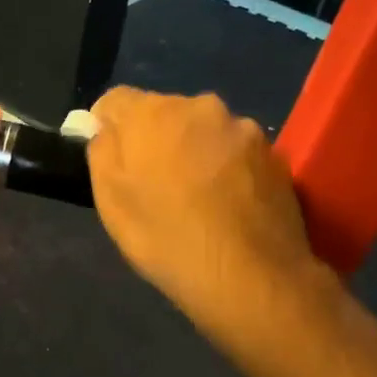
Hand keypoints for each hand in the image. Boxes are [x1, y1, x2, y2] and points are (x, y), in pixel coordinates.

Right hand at [87, 88, 325, 331]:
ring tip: (197, 198)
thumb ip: (102, 152)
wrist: (250, 276)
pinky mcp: (274, 153)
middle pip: (164, 113)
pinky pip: (235, 151)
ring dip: (194, 151)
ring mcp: (242, 128)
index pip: (115, 100)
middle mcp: (200, 106)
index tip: (111, 159)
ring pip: (203, 131)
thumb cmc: (167, 240)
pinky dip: (227, 168)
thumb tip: (106, 129)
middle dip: (155, 139)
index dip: (106, 126)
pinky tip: (228, 205)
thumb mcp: (111, 203)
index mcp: (152, 113)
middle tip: (154, 184)